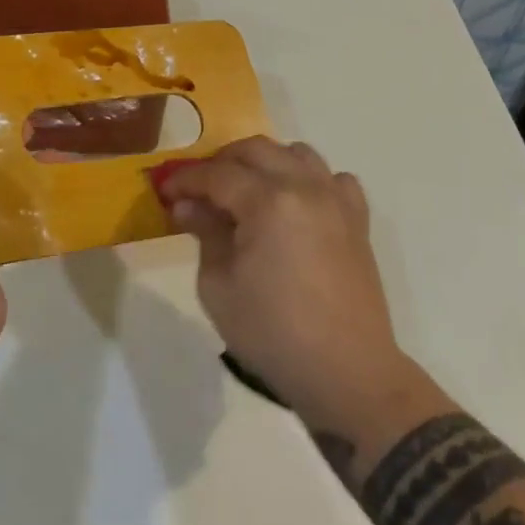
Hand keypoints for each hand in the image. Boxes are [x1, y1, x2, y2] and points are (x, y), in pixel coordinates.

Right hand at [156, 138, 405, 424]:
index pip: (217, 174)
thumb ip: (204, 234)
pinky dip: (311, 180)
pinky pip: (334, 179)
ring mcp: (336, 200)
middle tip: (201, 189)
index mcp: (268, 202)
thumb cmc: (273, 334)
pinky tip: (298, 205)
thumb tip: (188, 206)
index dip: (186, 179)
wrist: (347, 375)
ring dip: (266, 162)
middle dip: (222, 162)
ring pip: (296, 154)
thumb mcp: (219, 287)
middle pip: (256, 150)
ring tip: (247, 191)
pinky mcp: (357, 220)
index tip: (166, 190)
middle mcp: (304, 187)